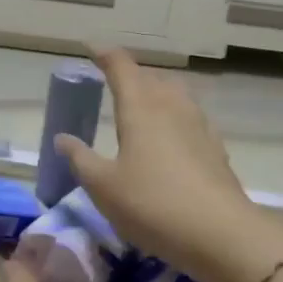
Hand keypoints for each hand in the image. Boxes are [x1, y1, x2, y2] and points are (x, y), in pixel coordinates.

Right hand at [55, 48, 268, 278]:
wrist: (219, 233)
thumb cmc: (152, 205)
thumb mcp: (103, 187)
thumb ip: (80, 159)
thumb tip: (63, 138)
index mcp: (140, 108)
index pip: (121, 67)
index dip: (104, 55)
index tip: (90, 48)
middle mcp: (172, 106)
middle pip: (151, 78)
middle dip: (131, 75)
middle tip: (113, 81)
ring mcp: (199, 125)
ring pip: (175, 95)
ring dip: (156, 92)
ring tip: (142, 105)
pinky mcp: (215, 147)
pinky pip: (190, 117)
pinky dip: (174, 116)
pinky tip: (171, 136)